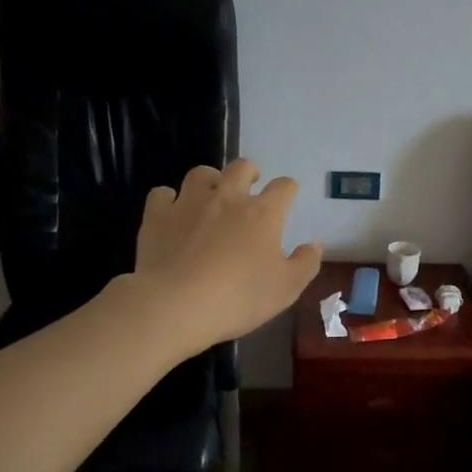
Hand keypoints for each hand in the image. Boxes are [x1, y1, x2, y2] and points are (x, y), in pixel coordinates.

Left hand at [127, 160, 322, 356]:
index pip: (284, 186)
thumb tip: (314, 244)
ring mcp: (189, 203)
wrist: (176, 305)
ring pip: (201, 173)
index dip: (288, 190)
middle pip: (242, 167)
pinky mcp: (157, 216)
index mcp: (263, 213)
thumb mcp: (287, 288)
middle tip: (250, 187)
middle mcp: (228, 197)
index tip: (287, 199)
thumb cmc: (239, 297)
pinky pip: (162, 194)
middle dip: (249, 172)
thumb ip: (306, 263)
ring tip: (210, 196)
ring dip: (209, 180)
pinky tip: (171, 214)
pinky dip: (168, 200)